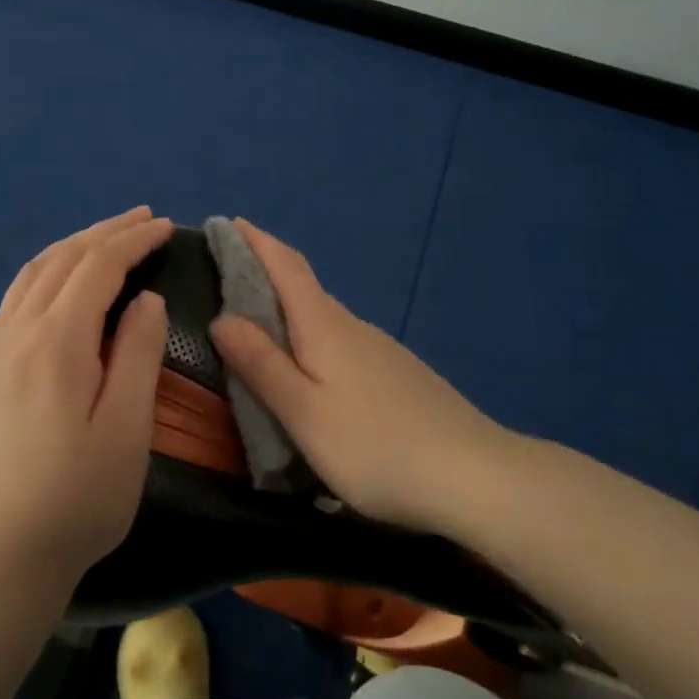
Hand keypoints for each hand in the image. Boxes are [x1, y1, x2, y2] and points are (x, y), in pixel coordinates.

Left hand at [0, 207, 170, 589]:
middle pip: (62, 260)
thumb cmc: (77, 498)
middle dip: (104, 232)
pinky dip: (44, 274)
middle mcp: (15, 332)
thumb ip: (136, 353)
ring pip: (31, 275)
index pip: (97, 267)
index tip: (164, 226)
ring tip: (104, 239)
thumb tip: (144, 299)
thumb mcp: (126, 428)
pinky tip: (57, 286)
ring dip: (72, 247)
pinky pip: (13, 300)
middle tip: (141, 218)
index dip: (132, 240)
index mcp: (56, 341)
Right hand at [209, 218, 509, 535]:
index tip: (229, 222)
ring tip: (257, 330)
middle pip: (303, 288)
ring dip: (288, 311)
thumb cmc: (376, 446)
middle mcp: (352, 326)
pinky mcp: (397, 374)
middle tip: (225, 281)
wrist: (475, 476)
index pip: (286, 265)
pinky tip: (311, 372)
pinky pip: (342, 342)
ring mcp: (381, 349)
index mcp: (325, 326)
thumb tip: (223, 317)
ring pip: (323, 318)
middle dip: (264, 274)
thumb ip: (262, 364)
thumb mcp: (305, 413)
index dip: (256, 241)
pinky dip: (313, 340)